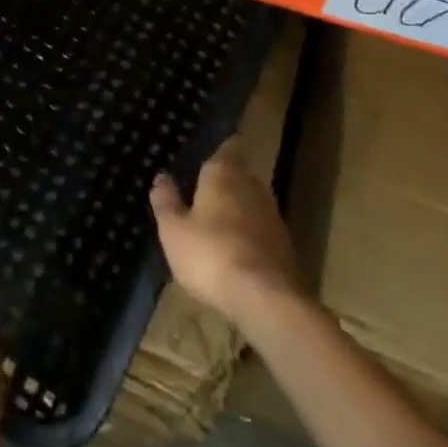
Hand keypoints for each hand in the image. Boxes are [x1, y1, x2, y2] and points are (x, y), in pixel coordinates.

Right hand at [151, 138, 301, 327]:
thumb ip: (166, 201)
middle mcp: (252, 185)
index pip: (227, 147)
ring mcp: (273, 215)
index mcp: (224, 172)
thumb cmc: (210, 254)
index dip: (219, 150)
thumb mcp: (174, 230)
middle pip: (239, 174)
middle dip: (225, 182)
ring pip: (252, 202)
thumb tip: (161, 177)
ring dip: (238, 210)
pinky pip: (261, 230)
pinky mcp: (286, 245)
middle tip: (204, 193)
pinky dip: (250, 235)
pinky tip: (236, 252)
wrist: (266, 299)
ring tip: (217, 225)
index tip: (207, 156)